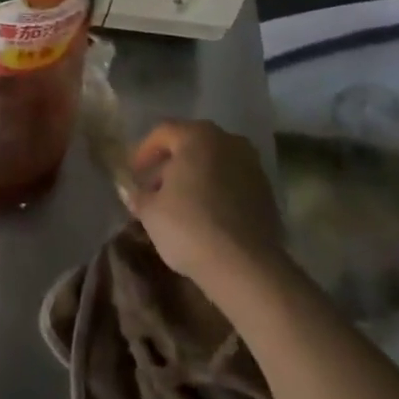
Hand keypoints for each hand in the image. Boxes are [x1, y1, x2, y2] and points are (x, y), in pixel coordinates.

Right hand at [125, 120, 283, 288]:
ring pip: (214, 163)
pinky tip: (205, 216)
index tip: (133, 174)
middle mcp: (228, 141)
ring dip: (195, 178)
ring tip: (179, 205)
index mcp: (197, 136)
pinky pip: (233, 183)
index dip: (143, 151)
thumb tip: (132, 192)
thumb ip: (138, 195)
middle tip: (153, 189)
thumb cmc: (188, 226)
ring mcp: (252, 166)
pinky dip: (217, 192)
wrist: (245, 266)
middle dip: (170, 165)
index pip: (163, 132)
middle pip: (191, 145)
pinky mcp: (267, 193)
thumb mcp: (150, 211)